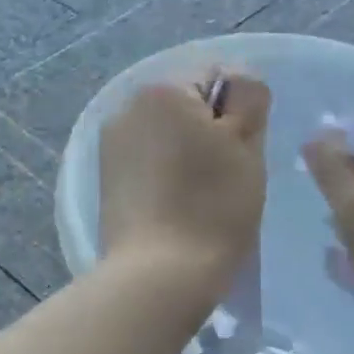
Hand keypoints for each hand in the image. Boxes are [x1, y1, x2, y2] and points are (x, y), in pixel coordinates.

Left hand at [100, 72, 269, 289]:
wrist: (157, 276)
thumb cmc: (212, 206)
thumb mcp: (246, 145)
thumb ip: (248, 99)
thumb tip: (239, 78)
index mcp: (161, 90)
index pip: (216, 77)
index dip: (240, 111)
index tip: (241, 152)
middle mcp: (126, 107)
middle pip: (187, 104)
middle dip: (210, 130)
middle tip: (226, 176)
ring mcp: (110, 144)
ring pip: (167, 134)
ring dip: (187, 152)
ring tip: (200, 196)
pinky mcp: (105, 178)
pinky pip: (147, 160)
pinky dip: (165, 173)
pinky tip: (176, 206)